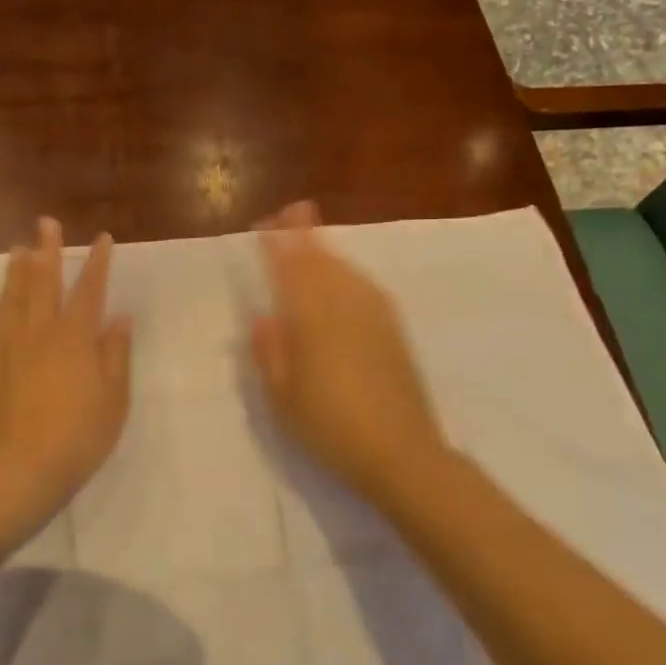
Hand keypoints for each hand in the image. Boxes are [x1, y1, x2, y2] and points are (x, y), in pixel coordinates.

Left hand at [0, 217, 132, 541]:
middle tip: (45, 223)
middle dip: (47, 252)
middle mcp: (40, 335)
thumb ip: (116, 354)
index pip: (89, 291)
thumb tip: (121, 318)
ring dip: (14, 275)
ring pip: (10, 304)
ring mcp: (7, 352)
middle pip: (44, 285)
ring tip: (15, 249)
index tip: (101, 237)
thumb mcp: (114, 398)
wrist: (23, 471)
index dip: (96, 263)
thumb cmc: (80, 436)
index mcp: (75, 339)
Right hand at [249, 202, 447, 497]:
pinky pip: (367, 287)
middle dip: (306, 234)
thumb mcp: (282, 397)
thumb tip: (264, 317)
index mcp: (312, 320)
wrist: (401, 453)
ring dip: (329, 251)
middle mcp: (345, 307)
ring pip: (348, 271)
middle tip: (293, 210)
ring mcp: (375, 317)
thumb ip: (270, 352)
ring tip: (314, 239)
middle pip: (323, 260)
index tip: (267, 223)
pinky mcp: (395, 332)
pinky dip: (350, 273)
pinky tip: (347, 278)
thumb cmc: (330, 428)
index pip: (291, 270)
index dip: (279, 244)